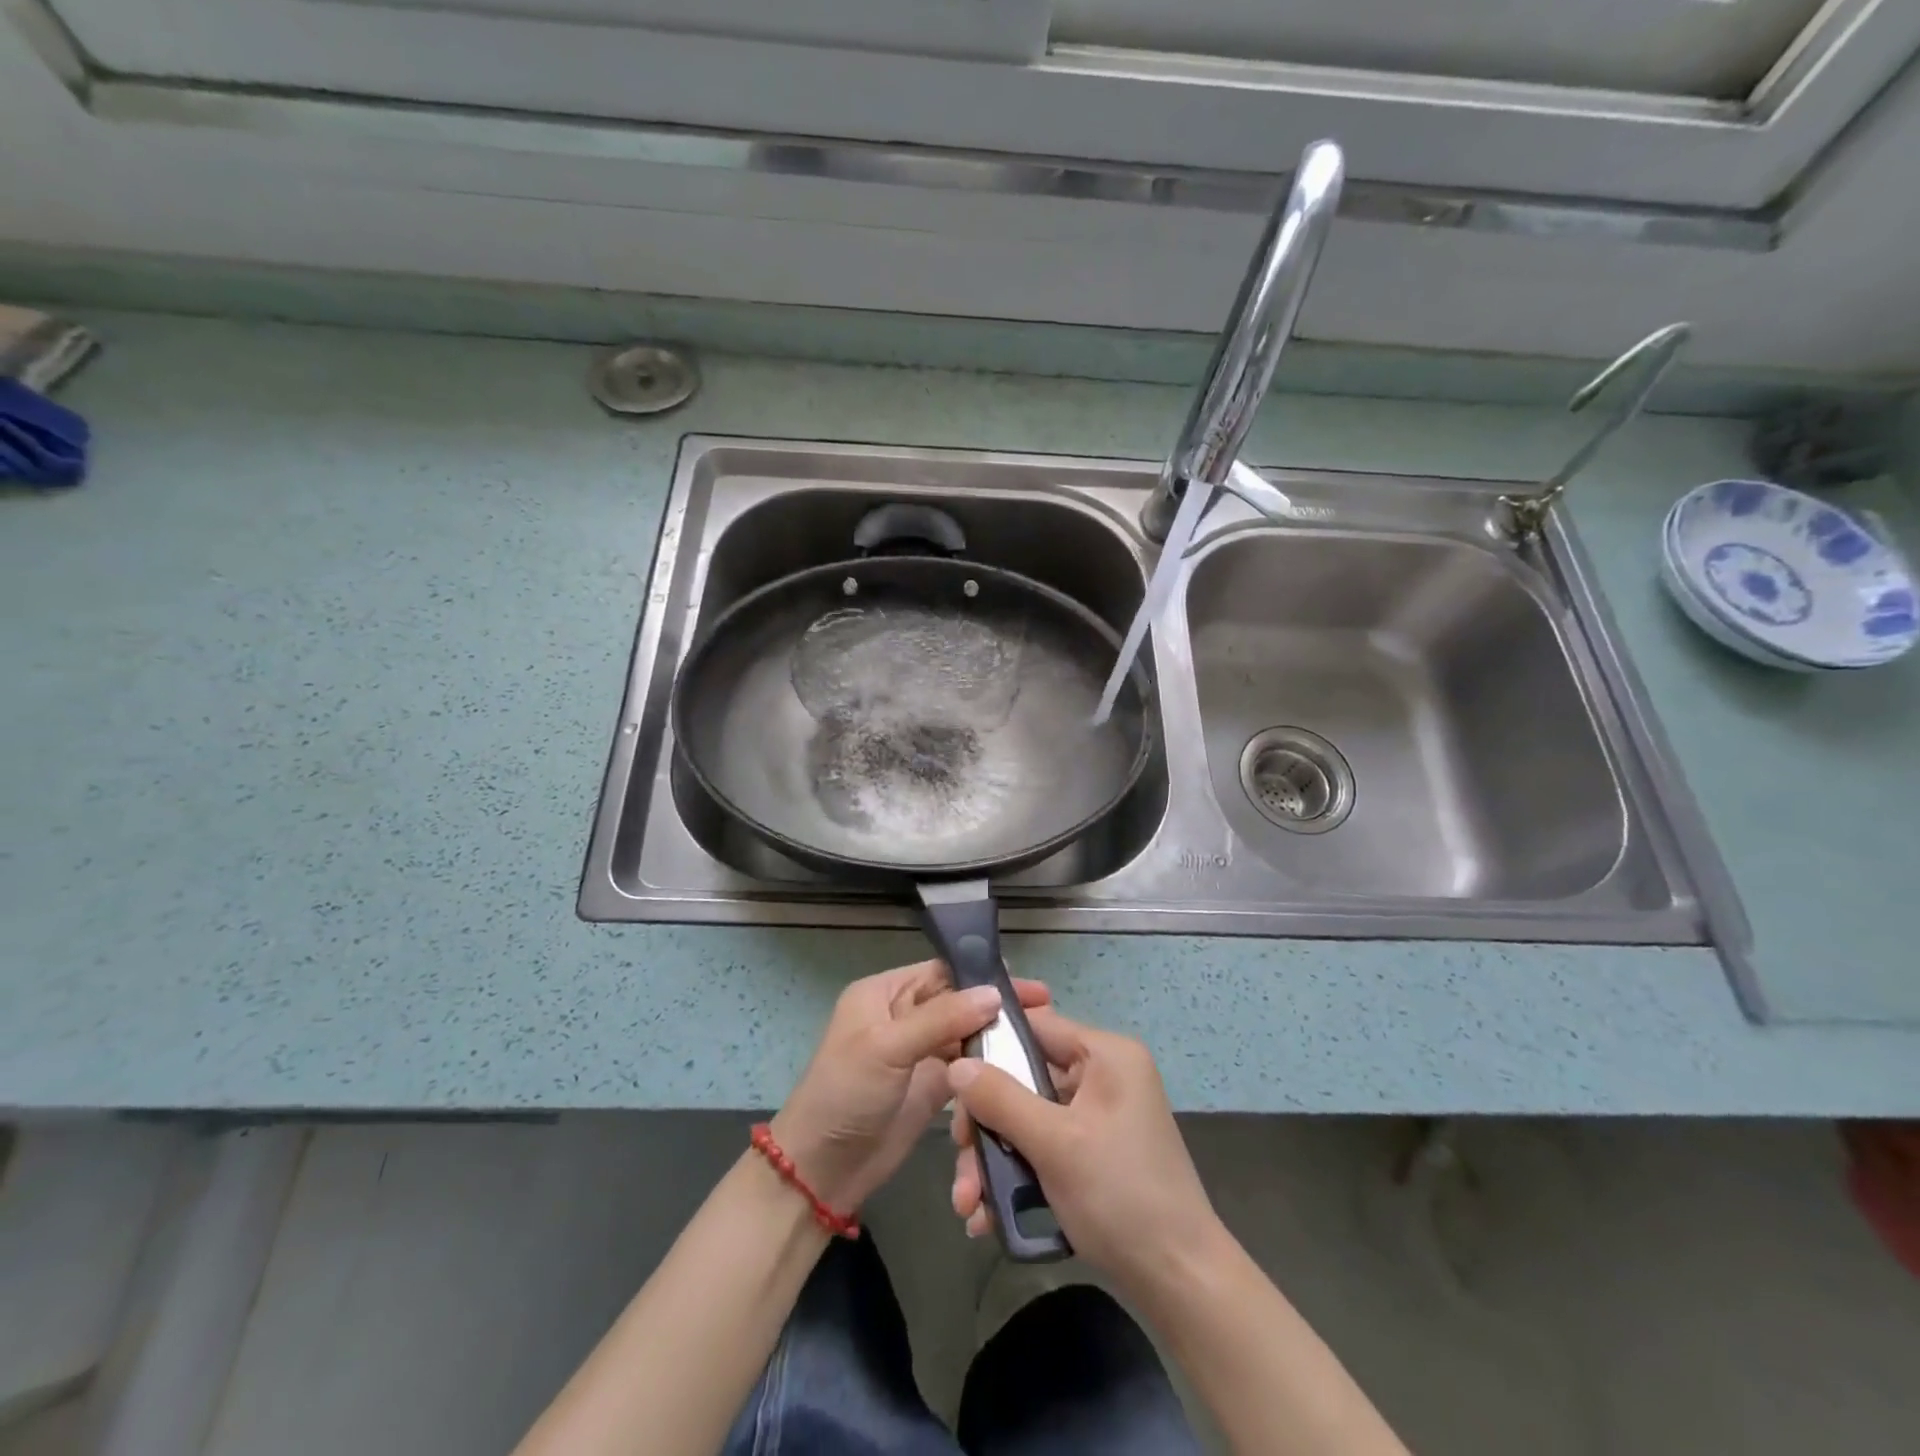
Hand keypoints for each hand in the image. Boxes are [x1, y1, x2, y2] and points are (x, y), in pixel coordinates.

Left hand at [772, 960, 1050, 1212]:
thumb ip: (941, 1018)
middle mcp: (904, 1016)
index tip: (1025, 984)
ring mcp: (919, 1053)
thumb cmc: (846, 1093)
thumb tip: (994, 994)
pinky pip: (967, 1069)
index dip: (980, 975)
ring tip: (1040, 1037)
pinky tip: (1020, 1067)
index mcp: (885, 994)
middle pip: (958, 1002)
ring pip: (966, 1035)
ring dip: (996, 1036)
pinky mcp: (932, 1087)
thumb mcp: (887, 1046)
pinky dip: (989, 1068)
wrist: (823, 1170)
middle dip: (996, 1005)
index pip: (940, 972)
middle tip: (1045, 1010)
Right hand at [947, 1008, 1220, 1298]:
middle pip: (1024, 1078)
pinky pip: (1043, 1147)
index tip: (951, 1077)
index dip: (991, 1046)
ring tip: (967, 1204)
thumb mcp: (1054, 1144)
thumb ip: (1001, 1098)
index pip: (1036, 1026)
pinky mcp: (1093, 1153)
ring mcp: (1098, 1116)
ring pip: (1027, 1118)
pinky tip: (986, 1215)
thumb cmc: (1120, 1196)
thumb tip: (955, 1064)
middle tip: (958, 1155)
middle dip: (986, 1122)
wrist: (1180, 1284)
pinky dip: (1015, 1175)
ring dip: (993, 1158)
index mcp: (1106, 1055)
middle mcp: (1103, 1076)